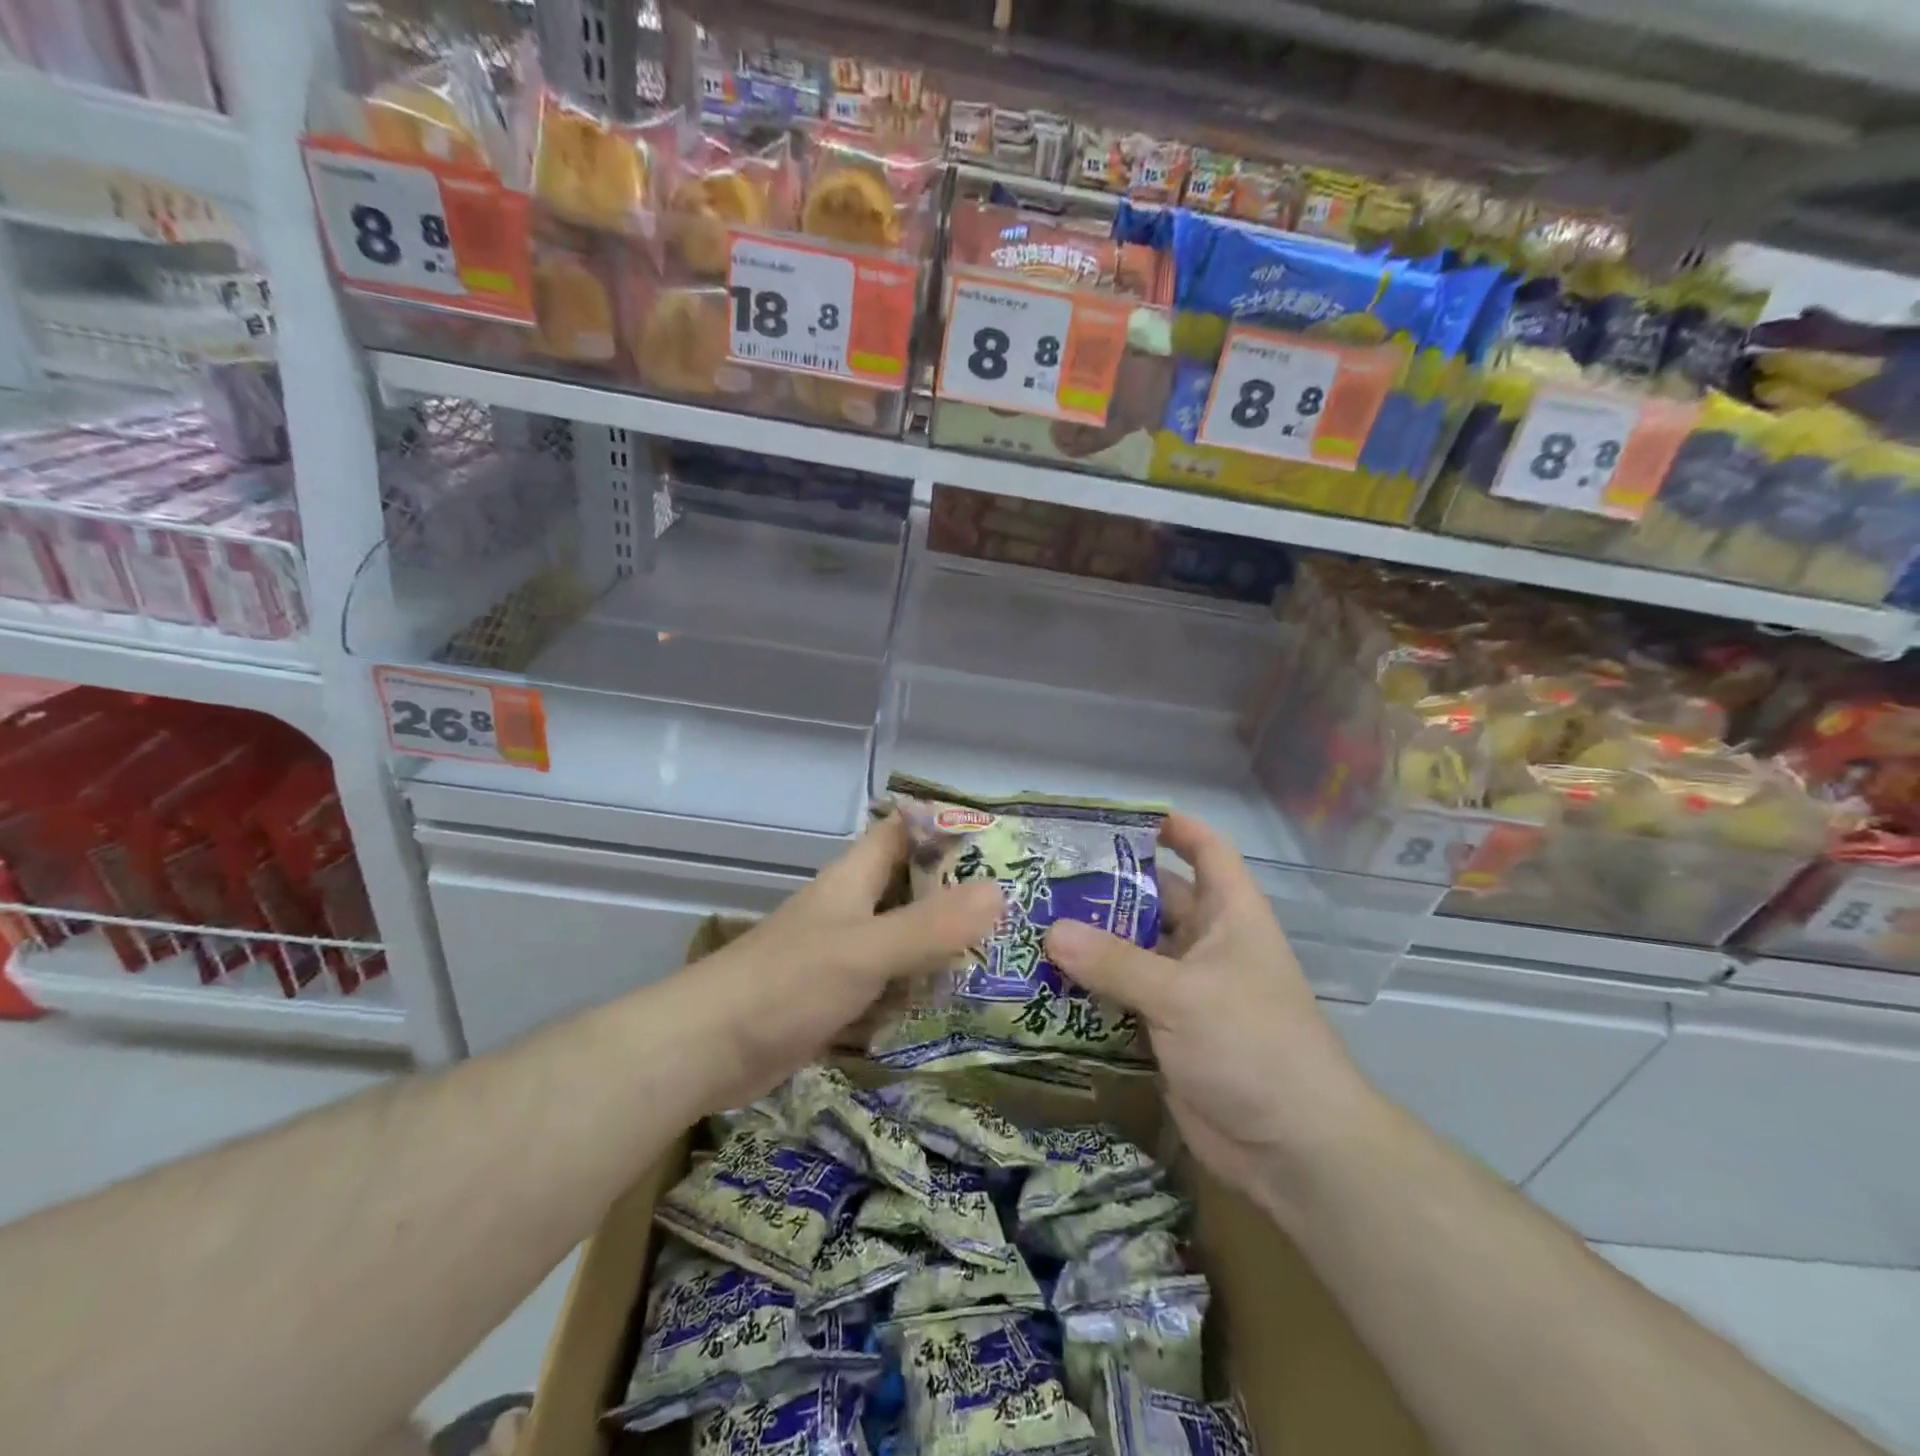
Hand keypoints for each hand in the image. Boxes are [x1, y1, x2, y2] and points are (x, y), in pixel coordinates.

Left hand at [673, 812, 1002, 1113]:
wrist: (706, 1050)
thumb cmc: (786, 983)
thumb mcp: (864, 950)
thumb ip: (930, 925)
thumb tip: (999, 893)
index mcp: (854, 878)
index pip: (905, 832)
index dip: (948, 828)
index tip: (1003, 841)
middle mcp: (852, 909)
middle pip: (912, 887)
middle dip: (960, 894)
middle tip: (1021, 908)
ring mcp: (844, 955)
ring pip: (905, 938)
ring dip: (945, 946)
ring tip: (1006, 957)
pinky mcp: (838, 998)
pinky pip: (891, 985)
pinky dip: (921, 991)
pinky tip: (960, 1007)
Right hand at [1045, 812, 1372, 1215]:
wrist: (1293, 1149)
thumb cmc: (1251, 1045)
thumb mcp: (1182, 994)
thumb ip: (1114, 962)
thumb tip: (1050, 931)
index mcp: (1230, 915)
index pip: (1207, 852)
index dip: (1174, 828)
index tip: (1120, 818)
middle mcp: (1208, 945)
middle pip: (1155, 901)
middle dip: (1107, 888)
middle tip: (1046, 876)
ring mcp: (1186, 991)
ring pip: (1132, 953)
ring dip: (1091, 944)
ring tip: (1031, 924)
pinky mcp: (1166, 1033)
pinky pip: (1122, 999)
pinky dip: (1090, 992)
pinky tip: (1043, 983)